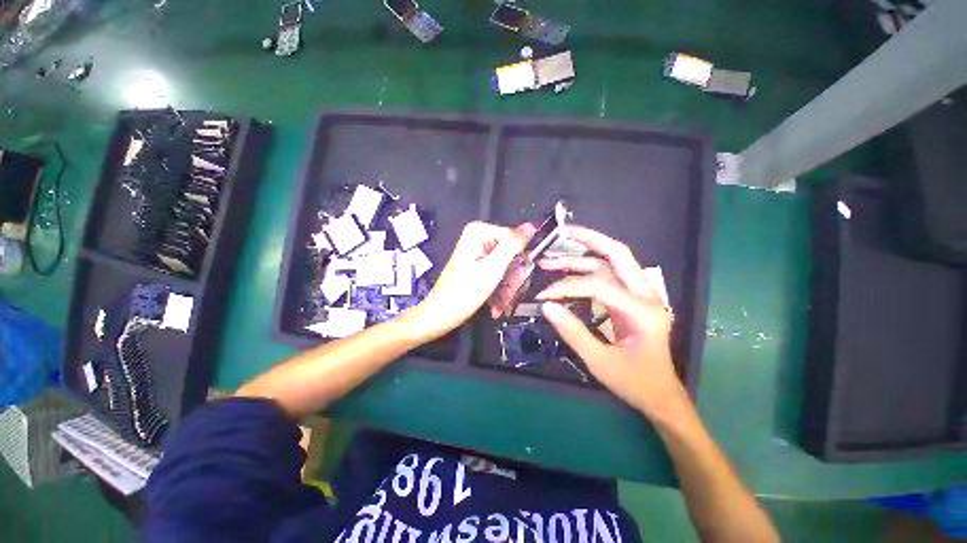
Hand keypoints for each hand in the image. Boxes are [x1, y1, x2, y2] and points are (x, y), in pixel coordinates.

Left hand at [410, 221, 534, 340]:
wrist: (442, 313)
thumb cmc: (463, 293)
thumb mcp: (493, 267)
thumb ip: (513, 245)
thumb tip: (531, 227)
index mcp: (479, 231)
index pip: (515, 238)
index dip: (520, 259)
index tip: (520, 277)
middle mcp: (477, 236)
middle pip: (511, 251)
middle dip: (512, 274)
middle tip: (510, 292)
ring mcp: (477, 249)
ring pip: (506, 262)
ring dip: (507, 282)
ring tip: (502, 299)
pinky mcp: (477, 261)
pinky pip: (497, 268)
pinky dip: (500, 283)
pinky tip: (497, 298)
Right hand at [536, 226, 689, 418]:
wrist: (661, 395)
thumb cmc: (634, 382)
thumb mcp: (600, 362)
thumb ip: (573, 332)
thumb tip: (546, 306)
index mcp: (643, 311)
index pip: (599, 285)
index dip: (566, 286)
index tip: (543, 296)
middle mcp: (646, 295)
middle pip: (618, 254)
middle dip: (589, 240)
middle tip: (563, 232)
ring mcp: (641, 295)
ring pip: (611, 263)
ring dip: (582, 256)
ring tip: (553, 257)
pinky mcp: (632, 300)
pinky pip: (609, 276)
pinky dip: (588, 269)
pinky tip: (570, 270)